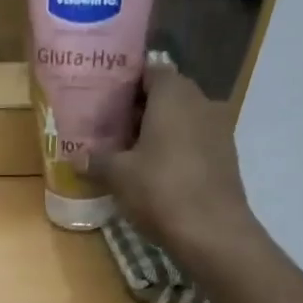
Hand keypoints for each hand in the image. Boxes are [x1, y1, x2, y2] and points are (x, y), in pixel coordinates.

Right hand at [85, 65, 255, 262]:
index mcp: (173, 94)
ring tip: (130, 152)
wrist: (212, 231)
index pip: (149, 71)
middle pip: (166, 94)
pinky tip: (156, 172)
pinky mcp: (226, 156)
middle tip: (111, 128)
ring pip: (182, 119)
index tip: (105, 100)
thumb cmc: (160, 190)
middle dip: (139, 109)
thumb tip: (76, 157)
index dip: (125, 84)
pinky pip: (195, 141)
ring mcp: (219, 129)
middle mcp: (201, 101)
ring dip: (158, 130)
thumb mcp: (118, 175)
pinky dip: (175, 148)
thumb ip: (96, 160)